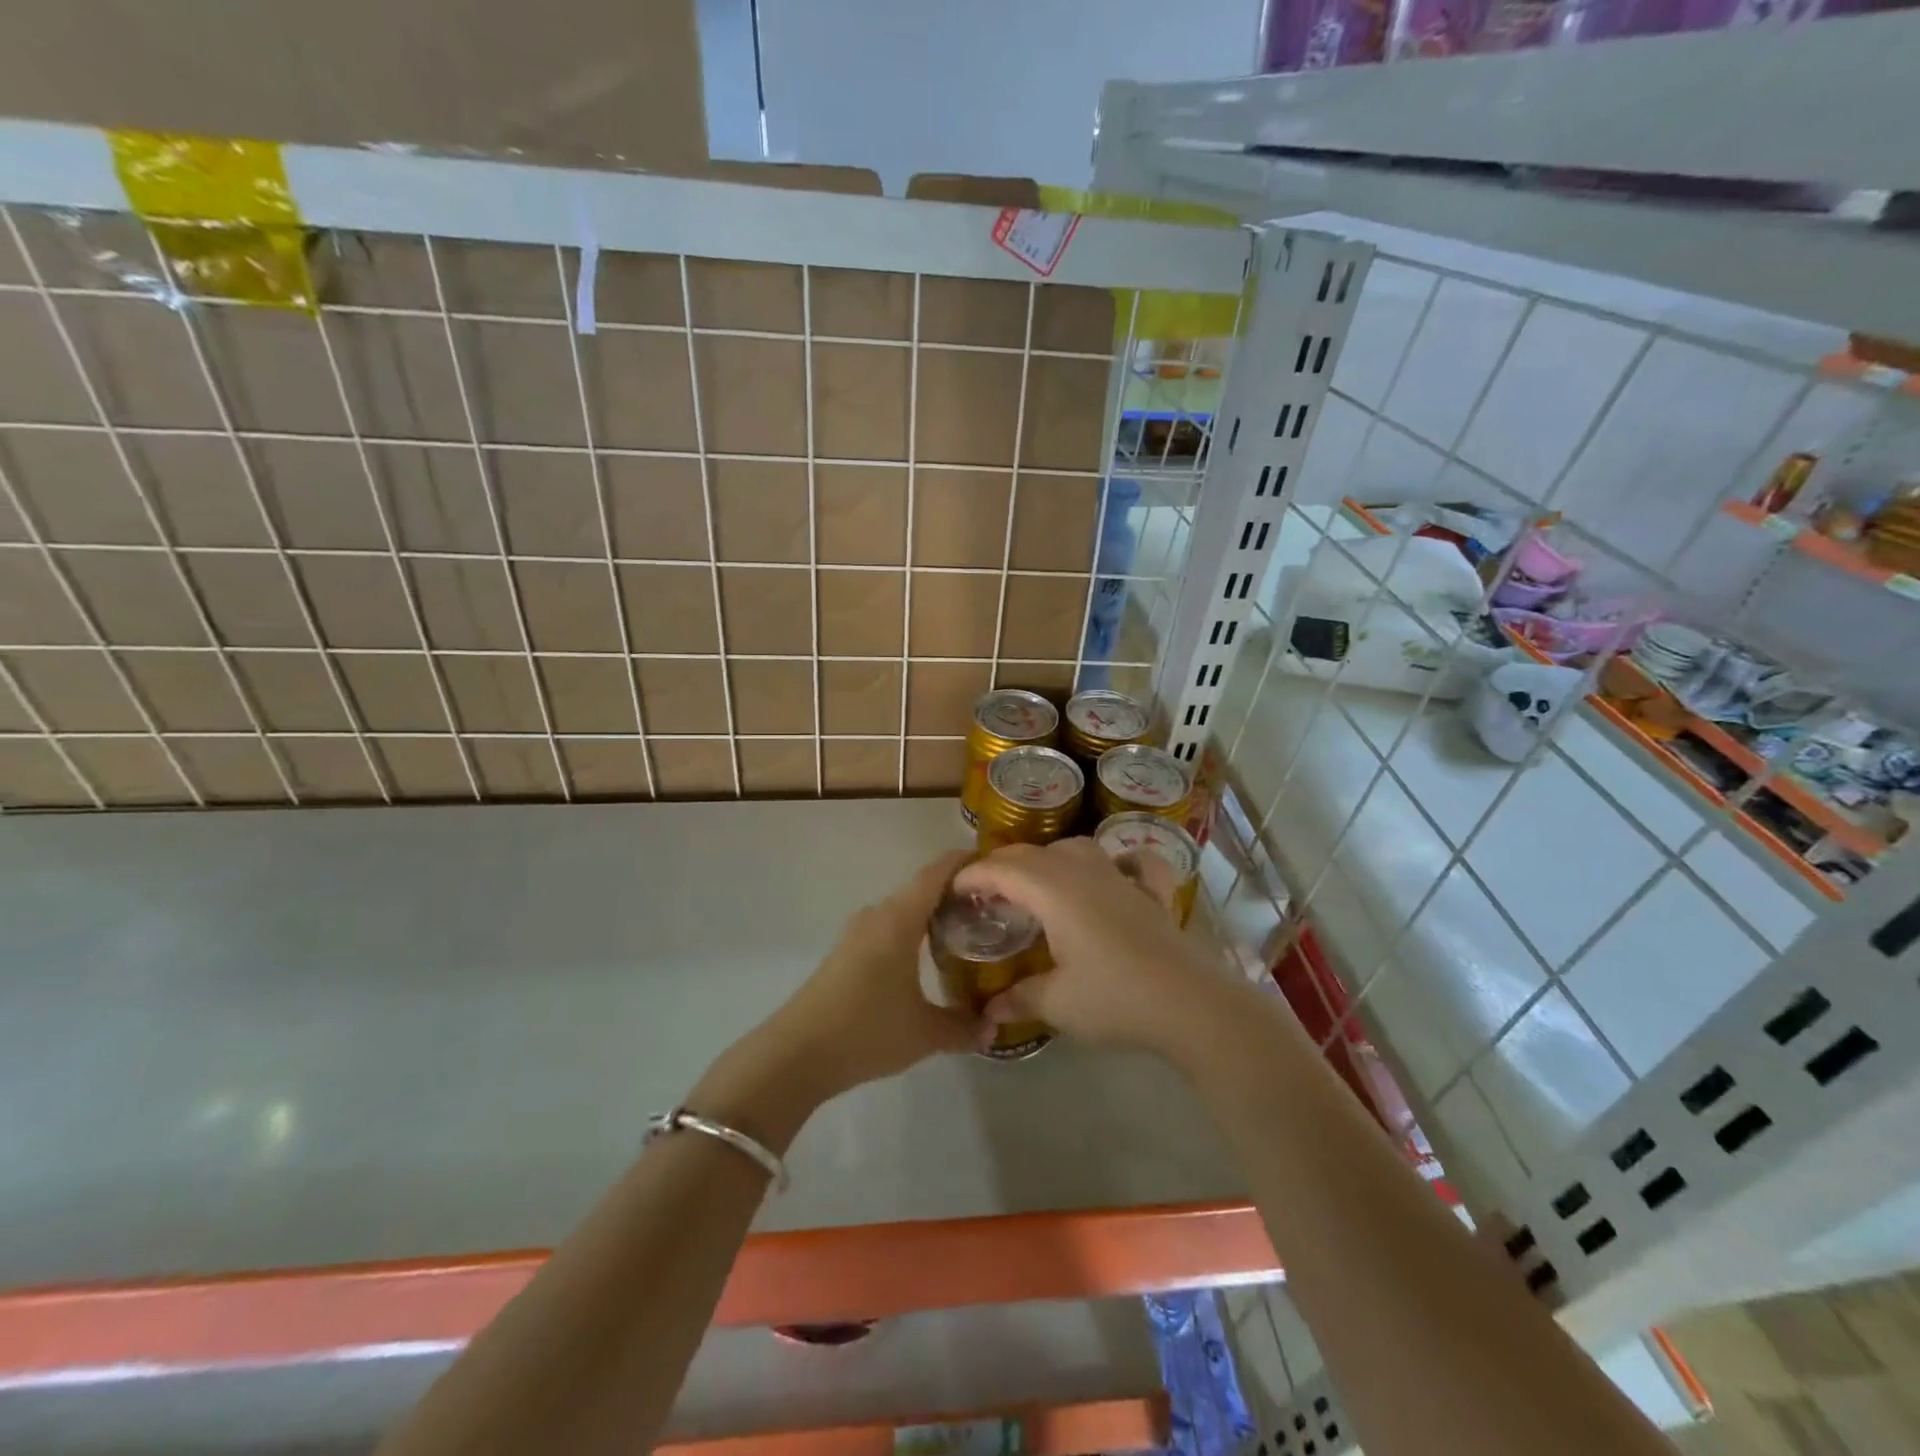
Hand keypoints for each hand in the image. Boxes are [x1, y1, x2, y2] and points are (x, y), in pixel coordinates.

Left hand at [695, 851, 976, 1140]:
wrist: (796, 1054)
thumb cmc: (867, 1030)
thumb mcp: (925, 1033)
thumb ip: (963, 1027)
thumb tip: (993, 1028)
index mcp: (899, 919)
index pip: (936, 873)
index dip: (963, 862)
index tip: (993, 865)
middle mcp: (877, 916)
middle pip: (921, 890)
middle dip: (954, 894)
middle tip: (990, 909)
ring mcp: (856, 934)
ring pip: (902, 912)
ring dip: (930, 917)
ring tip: (964, 934)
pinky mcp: (844, 954)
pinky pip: (886, 930)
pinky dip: (910, 935)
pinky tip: (925, 961)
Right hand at [953, 838, 1243, 1064]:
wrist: (1189, 1004)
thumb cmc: (1114, 999)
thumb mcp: (1057, 1004)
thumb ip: (1019, 999)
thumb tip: (989, 1011)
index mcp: (1054, 891)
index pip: (1003, 869)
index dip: (973, 874)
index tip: (953, 887)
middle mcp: (1084, 873)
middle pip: (1034, 853)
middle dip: (1004, 864)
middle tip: (986, 890)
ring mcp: (1122, 879)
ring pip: (1078, 848)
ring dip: (1050, 858)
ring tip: (1038, 882)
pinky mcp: (1153, 895)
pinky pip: (1135, 863)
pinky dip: (1120, 862)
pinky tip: (1118, 873)